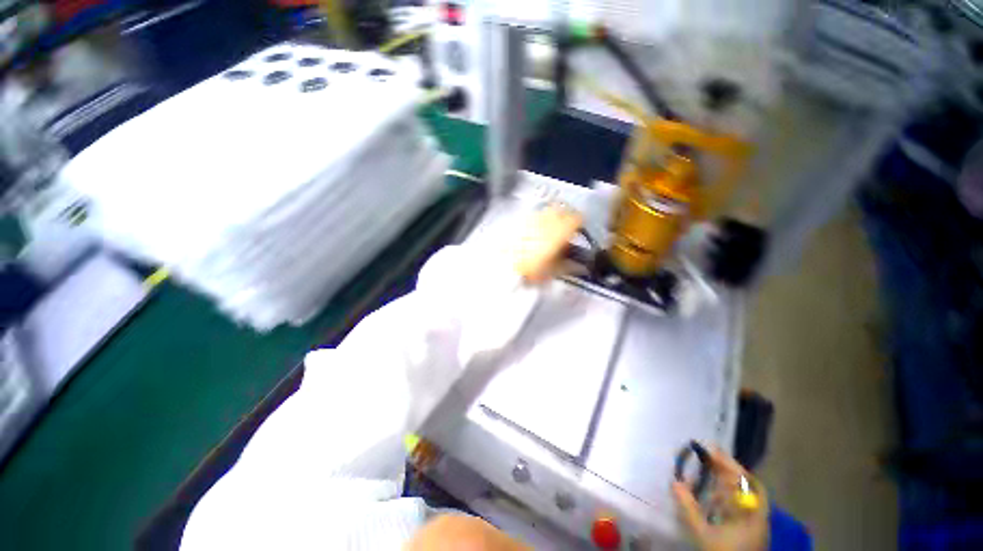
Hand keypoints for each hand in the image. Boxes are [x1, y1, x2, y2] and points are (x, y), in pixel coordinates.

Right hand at [672, 448, 768, 550]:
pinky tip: (715, 496)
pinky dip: (728, 496)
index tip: (711, 450)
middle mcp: (757, 515)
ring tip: (709, 471)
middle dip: (727, 469)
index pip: (745, 481)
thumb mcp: (702, 533)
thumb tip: (675, 482)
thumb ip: (689, 508)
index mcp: (751, 513)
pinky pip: (742, 507)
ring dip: (727, 481)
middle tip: (708, 455)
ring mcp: (755, 525)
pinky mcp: (750, 532)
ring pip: (745, 496)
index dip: (729, 464)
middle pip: (747, 486)